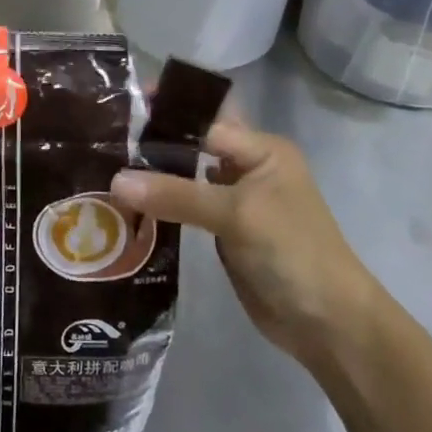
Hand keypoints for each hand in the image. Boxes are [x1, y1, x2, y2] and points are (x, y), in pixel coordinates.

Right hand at [109, 120, 377, 362]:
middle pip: (193, 145)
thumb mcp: (236, 215)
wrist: (328, 324)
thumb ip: (176, 194)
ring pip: (185, 176)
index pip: (204, 119)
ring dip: (152, 174)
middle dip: (153, 141)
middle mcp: (247, 167)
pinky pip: (184, 206)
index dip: (166, 112)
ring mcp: (235, 200)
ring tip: (104, 165)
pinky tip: (125, 202)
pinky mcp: (223, 230)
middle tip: (103, 137)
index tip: (121, 106)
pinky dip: (159, 203)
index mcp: (261, 149)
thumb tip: (114, 181)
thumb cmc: (292, 252)